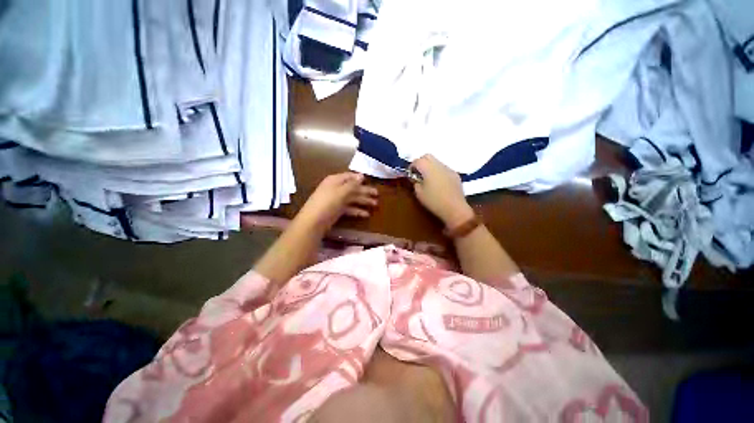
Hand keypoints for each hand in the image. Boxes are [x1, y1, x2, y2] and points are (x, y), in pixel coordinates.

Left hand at [295, 172, 377, 232]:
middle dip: (365, 191)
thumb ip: (353, 184)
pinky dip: (357, 210)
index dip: (359, 178)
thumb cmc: (328, 203)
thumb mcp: (341, 191)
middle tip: (377, 194)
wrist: (314, 221)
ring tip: (375, 204)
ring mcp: (336, 200)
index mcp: (335, 180)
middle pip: (353, 188)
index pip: (349, 176)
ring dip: (363, 201)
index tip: (370, 180)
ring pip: (352, 198)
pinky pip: (349, 208)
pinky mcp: (336, 210)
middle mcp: (336, 188)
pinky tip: (366, 214)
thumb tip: (362, 175)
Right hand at [411, 155, 473, 227]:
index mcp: (428, 169)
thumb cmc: (434, 202)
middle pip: (428, 156)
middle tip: (418, 173)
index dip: (412, 166)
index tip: (410, 174)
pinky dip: (439, 172)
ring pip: (437, 161)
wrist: (455, 208)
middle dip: (421, 162)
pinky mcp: (455, 174)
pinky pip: (444, 168)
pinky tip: (439, 183)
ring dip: (430, 166)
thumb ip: (415, 183)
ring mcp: (448, 169)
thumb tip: (416, 178)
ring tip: (428, 178)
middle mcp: (439, 165)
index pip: (417, 161)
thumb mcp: (419, 194)